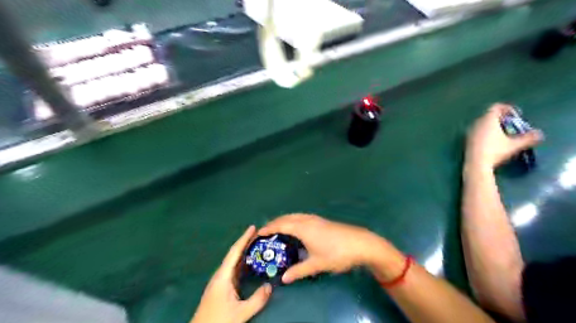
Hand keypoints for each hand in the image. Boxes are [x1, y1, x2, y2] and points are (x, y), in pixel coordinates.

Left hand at [191, 226, 272, 322]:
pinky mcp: (222, 286)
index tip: (253, 227)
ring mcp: (221, 280)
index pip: (235, 252)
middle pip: (234, 254)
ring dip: (245, 252)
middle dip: (246, 242)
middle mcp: (221, 274)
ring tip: (258, 244)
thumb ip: (257, 300)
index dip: (244, 239)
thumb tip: (270, 286)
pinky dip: (243, 262)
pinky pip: (235, 269)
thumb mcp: (241, 313)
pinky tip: (251, 262)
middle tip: (260, 234)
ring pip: (234, 261)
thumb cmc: (218, 320)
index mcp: (223, 276)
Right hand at [258, 213, 383, 283]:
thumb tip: (284, 278)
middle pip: (287, 218)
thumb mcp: (316, 264)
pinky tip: (296, 227)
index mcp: (303, 228)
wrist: (360, 244)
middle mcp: (307, 220)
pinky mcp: (322, 221)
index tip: (258, 233)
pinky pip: (302, 217)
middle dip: (275, 222)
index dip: (269, 228)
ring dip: (284, 220)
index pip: (281, 225)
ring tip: (278, 228)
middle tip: (265, 231)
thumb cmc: (336, 253)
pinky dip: (293, 220)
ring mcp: (316, 219)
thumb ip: (299, 270)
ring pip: (295, 216)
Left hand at [464, 104, 543, 170]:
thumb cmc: (495, 151)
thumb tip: (539, 134)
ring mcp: (470, 131)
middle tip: (512, 125)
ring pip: (483, 123)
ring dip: (493, 126)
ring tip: (503, 134)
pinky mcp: (466, 139)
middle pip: (489, 115)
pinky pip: (477, 131)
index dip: (507, 108)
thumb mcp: (514, 145)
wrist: (476, 164)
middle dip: (501, 118)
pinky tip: (492, 142)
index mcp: (488, 119)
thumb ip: (528, 138)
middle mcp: (477, 123)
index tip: (516, 115)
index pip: (496, 107)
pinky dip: (486, 132)